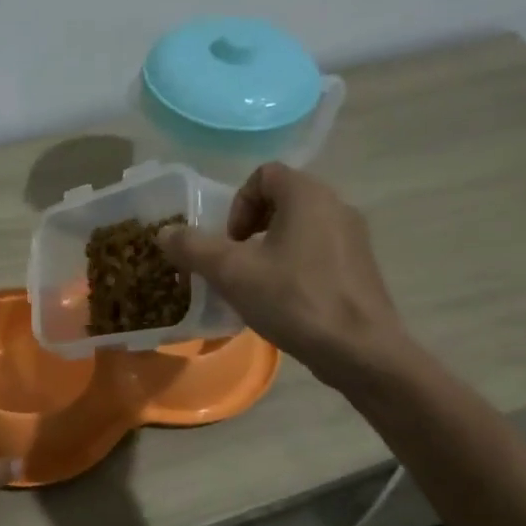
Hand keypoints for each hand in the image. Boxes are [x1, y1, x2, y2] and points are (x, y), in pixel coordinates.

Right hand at [159, 163, 411, 392]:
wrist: (360, 350)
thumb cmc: (294, 300)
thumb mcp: (232, 273)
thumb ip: (193, 247)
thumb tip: (164, 233)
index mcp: (308, 195)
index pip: (263, 175)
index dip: (237, 205)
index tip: (230, 242)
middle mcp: (336, 205)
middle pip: (281, 201)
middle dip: (249, 229)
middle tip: (236, 264)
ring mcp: (354, 238)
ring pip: (299, 229)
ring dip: (270, 249)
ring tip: (256, 286)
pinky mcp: (361, 268)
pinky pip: (318, 252)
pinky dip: (294, 267)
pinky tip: (285, 302)